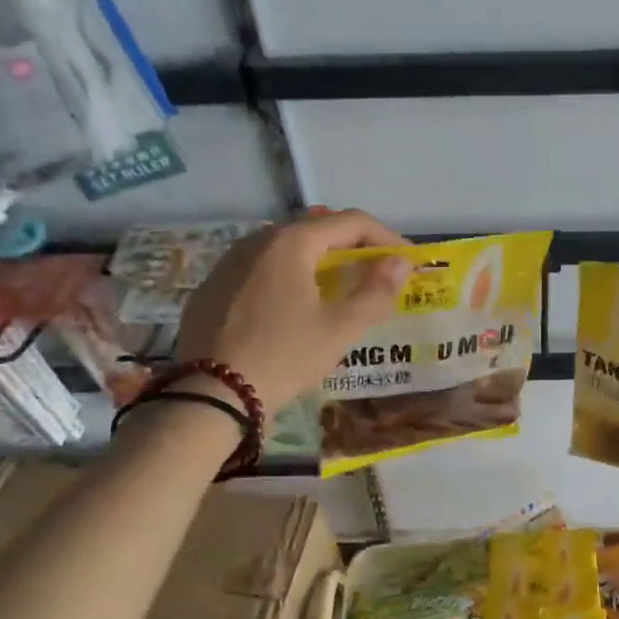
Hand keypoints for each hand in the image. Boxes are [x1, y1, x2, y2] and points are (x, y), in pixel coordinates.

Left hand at [173, 210, 412, 414]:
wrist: (210, 395)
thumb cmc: (285, 356)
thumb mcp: (341, 328)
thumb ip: (377, 291)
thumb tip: (400, 263)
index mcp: (292, 242)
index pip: (352, 222)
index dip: (387, 238)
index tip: (408, 262)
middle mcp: (257, 239)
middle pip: (317, 229)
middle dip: (353, 247)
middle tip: (377, 272)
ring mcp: (228, 262)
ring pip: (286, 248)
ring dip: (319, 260)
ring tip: (338, 288)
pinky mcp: (211, 287)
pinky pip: (260, 269)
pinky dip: (287, 277)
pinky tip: (292, 306)